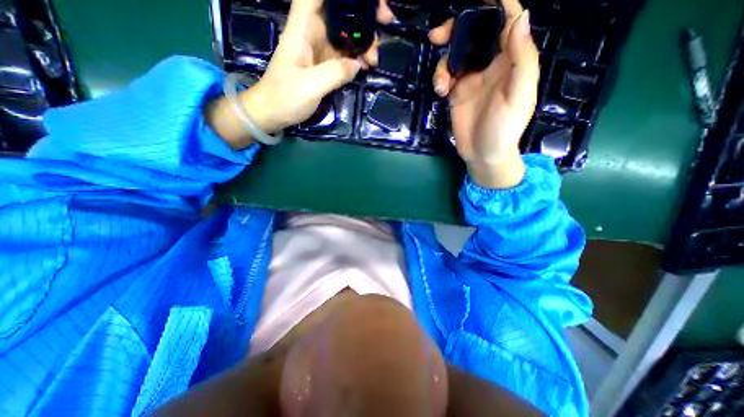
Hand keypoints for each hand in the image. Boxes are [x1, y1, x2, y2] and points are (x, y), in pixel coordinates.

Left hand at [208, 1, 394, 147]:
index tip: (368, 1)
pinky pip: (345, 55)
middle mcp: (313, 32)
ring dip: (364, 41)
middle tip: (386, 23)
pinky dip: (358, 58)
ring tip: (374, 60)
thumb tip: (358, 64)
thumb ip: (334, 72)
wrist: (272, 113)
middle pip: (340, 11)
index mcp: (303, 27)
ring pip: (346, 34)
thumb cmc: (284, 97)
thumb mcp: (310, 86)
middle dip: (364, 15)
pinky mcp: (325, 65)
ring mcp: (320, 49)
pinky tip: (367, 66)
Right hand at [428, 0, 538, 188]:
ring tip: (441, 84)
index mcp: (511, 61)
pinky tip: (440, 91)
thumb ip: (522, 58)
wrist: (483, 154)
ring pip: (455, 56)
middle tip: (438, 36)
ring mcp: (471, 79)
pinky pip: (445, 77)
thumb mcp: (519, 95)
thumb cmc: (504, 128)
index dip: (496, 6)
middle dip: (456, 30)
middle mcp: (490, 65)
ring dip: (443, 64)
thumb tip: (519, 17)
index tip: (478, 0)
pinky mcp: (456, 93)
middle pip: (474, 35)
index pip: (507, 23)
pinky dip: (440, 79)